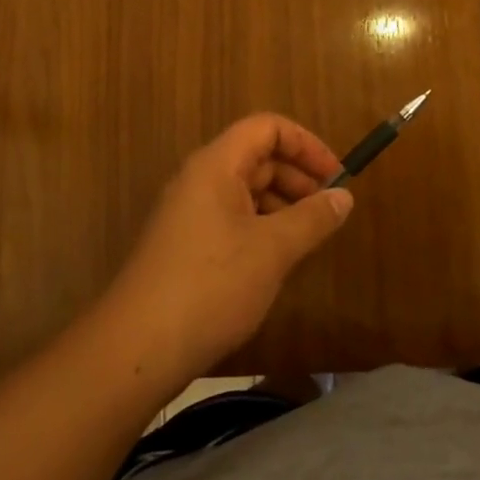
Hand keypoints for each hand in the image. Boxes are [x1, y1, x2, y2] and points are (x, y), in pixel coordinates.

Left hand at [103, 114, 352, 375]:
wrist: (135, 351)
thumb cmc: (210, 286)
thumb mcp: (273, 250)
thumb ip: (313, 218)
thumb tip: (344, 197)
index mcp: (216, 165)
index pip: (268, 128)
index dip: (306, 144)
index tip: (336, 177)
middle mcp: (199, 179)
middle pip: (257, 157)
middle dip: (298, 177)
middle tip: (329, 210)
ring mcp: (188, 213)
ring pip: (246, 191)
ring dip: (282, 205)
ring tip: (309, 238)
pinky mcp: (184, 245)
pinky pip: (232, 219)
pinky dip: (261, 227)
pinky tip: (277, 261)